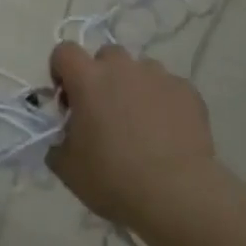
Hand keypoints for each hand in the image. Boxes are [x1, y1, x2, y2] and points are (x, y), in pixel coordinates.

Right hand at [46, 42, 219, 230]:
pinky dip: (162, 101)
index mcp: (87, 79)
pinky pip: (168, 87)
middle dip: (101, 76)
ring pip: (140, 70)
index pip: (64, 51)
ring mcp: (158, 76)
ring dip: (133, 87)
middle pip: (106, 56)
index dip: (61, 71)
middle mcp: (122, 68)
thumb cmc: (112, 178)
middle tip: (104, 112)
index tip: (68, 100)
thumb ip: (58, 140)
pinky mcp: (187, 91)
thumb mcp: (66, 166)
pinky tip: (166, 132)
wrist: (176, 194)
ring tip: (140, 123)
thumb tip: (65, 135)